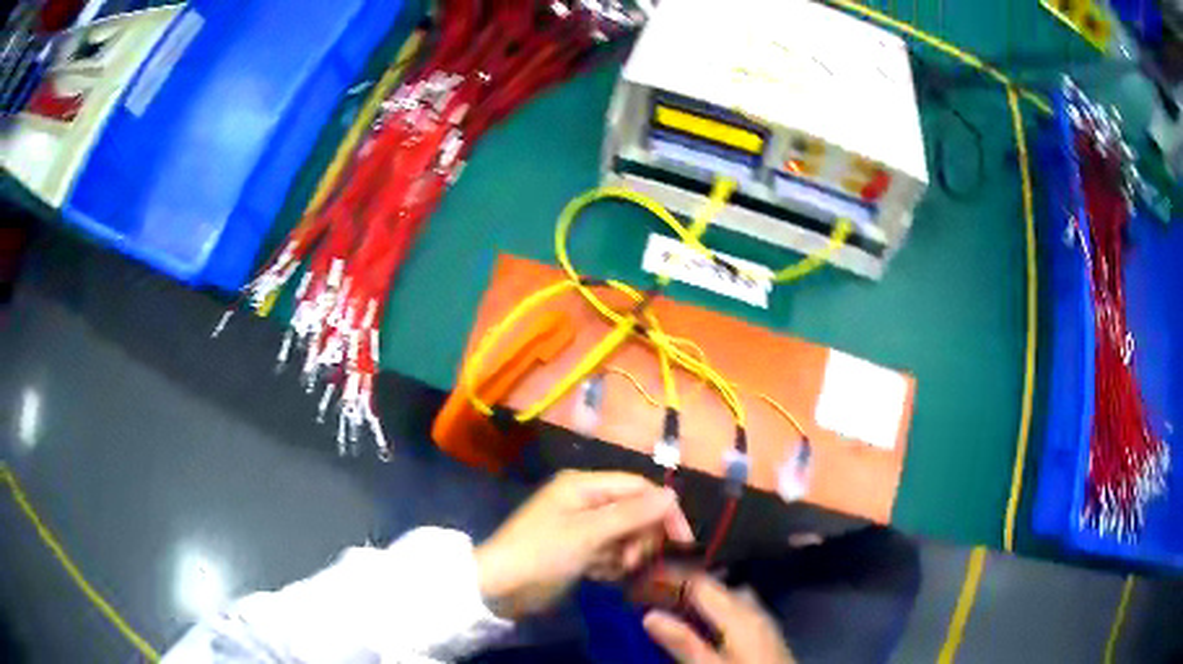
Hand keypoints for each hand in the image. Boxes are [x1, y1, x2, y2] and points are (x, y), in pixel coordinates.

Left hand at [474, 470, 693, 618]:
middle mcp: (585, 500)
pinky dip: (609, 565)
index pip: (639, 488)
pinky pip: (610, 552)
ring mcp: (581, 526)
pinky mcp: (578, 549)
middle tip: (630, 561)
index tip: (682, 540)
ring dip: (624, 554)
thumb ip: (632, 514)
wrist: (500, 588)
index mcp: (584, 485)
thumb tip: (673, 495)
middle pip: (634, 512)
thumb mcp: (589, 533)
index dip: (663, 510)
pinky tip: (596, 575)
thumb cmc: (542, 553)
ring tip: (607, 570)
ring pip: (625, 535)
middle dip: (639, 538)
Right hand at [643, 573, 795, 663]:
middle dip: (685, 585)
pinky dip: (717, 608)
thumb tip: (650, 615)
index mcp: (739, 615)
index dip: (672, 576)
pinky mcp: (766, 633)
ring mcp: (763, 620)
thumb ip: (683, 643)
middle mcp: (753, 610)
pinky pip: (739, 608)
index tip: (644, 575)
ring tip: (675, 606)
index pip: (701, 583)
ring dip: (703, 596)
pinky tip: (706, 623)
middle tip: (654, 592)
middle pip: (717, 586)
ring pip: (730, 596)